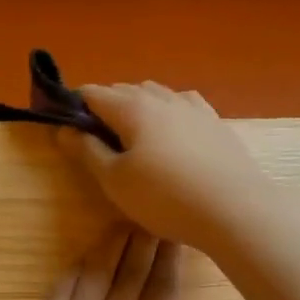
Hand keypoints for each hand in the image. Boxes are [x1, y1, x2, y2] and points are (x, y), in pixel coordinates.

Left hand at [8, 227, 217, 299]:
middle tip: (149, 213)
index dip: (170, 261)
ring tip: (119, 225)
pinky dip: (71, 273)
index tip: (175, 233)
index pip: (162, 292)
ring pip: (94, 276)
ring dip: (108, 248)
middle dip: (142, 242)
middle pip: (130, 275)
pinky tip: (79, 261)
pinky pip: (59, 294)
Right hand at [56, 82, 273, 251]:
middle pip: (124, 90)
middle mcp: (162, 97)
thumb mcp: (115, 180)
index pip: (93, 93)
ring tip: (133, 139)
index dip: (74, 107)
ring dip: (137, 108)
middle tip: (98, 143)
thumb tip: (64, 130)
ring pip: (155, 95)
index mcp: (132, 107)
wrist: (235, 209)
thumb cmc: (165, 197)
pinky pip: (182, 107)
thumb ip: (87, 151)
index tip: (68, 131)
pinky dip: (167, 114)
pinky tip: (171, 133)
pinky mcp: (215, 123)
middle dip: (105, 108)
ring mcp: (193, 107)